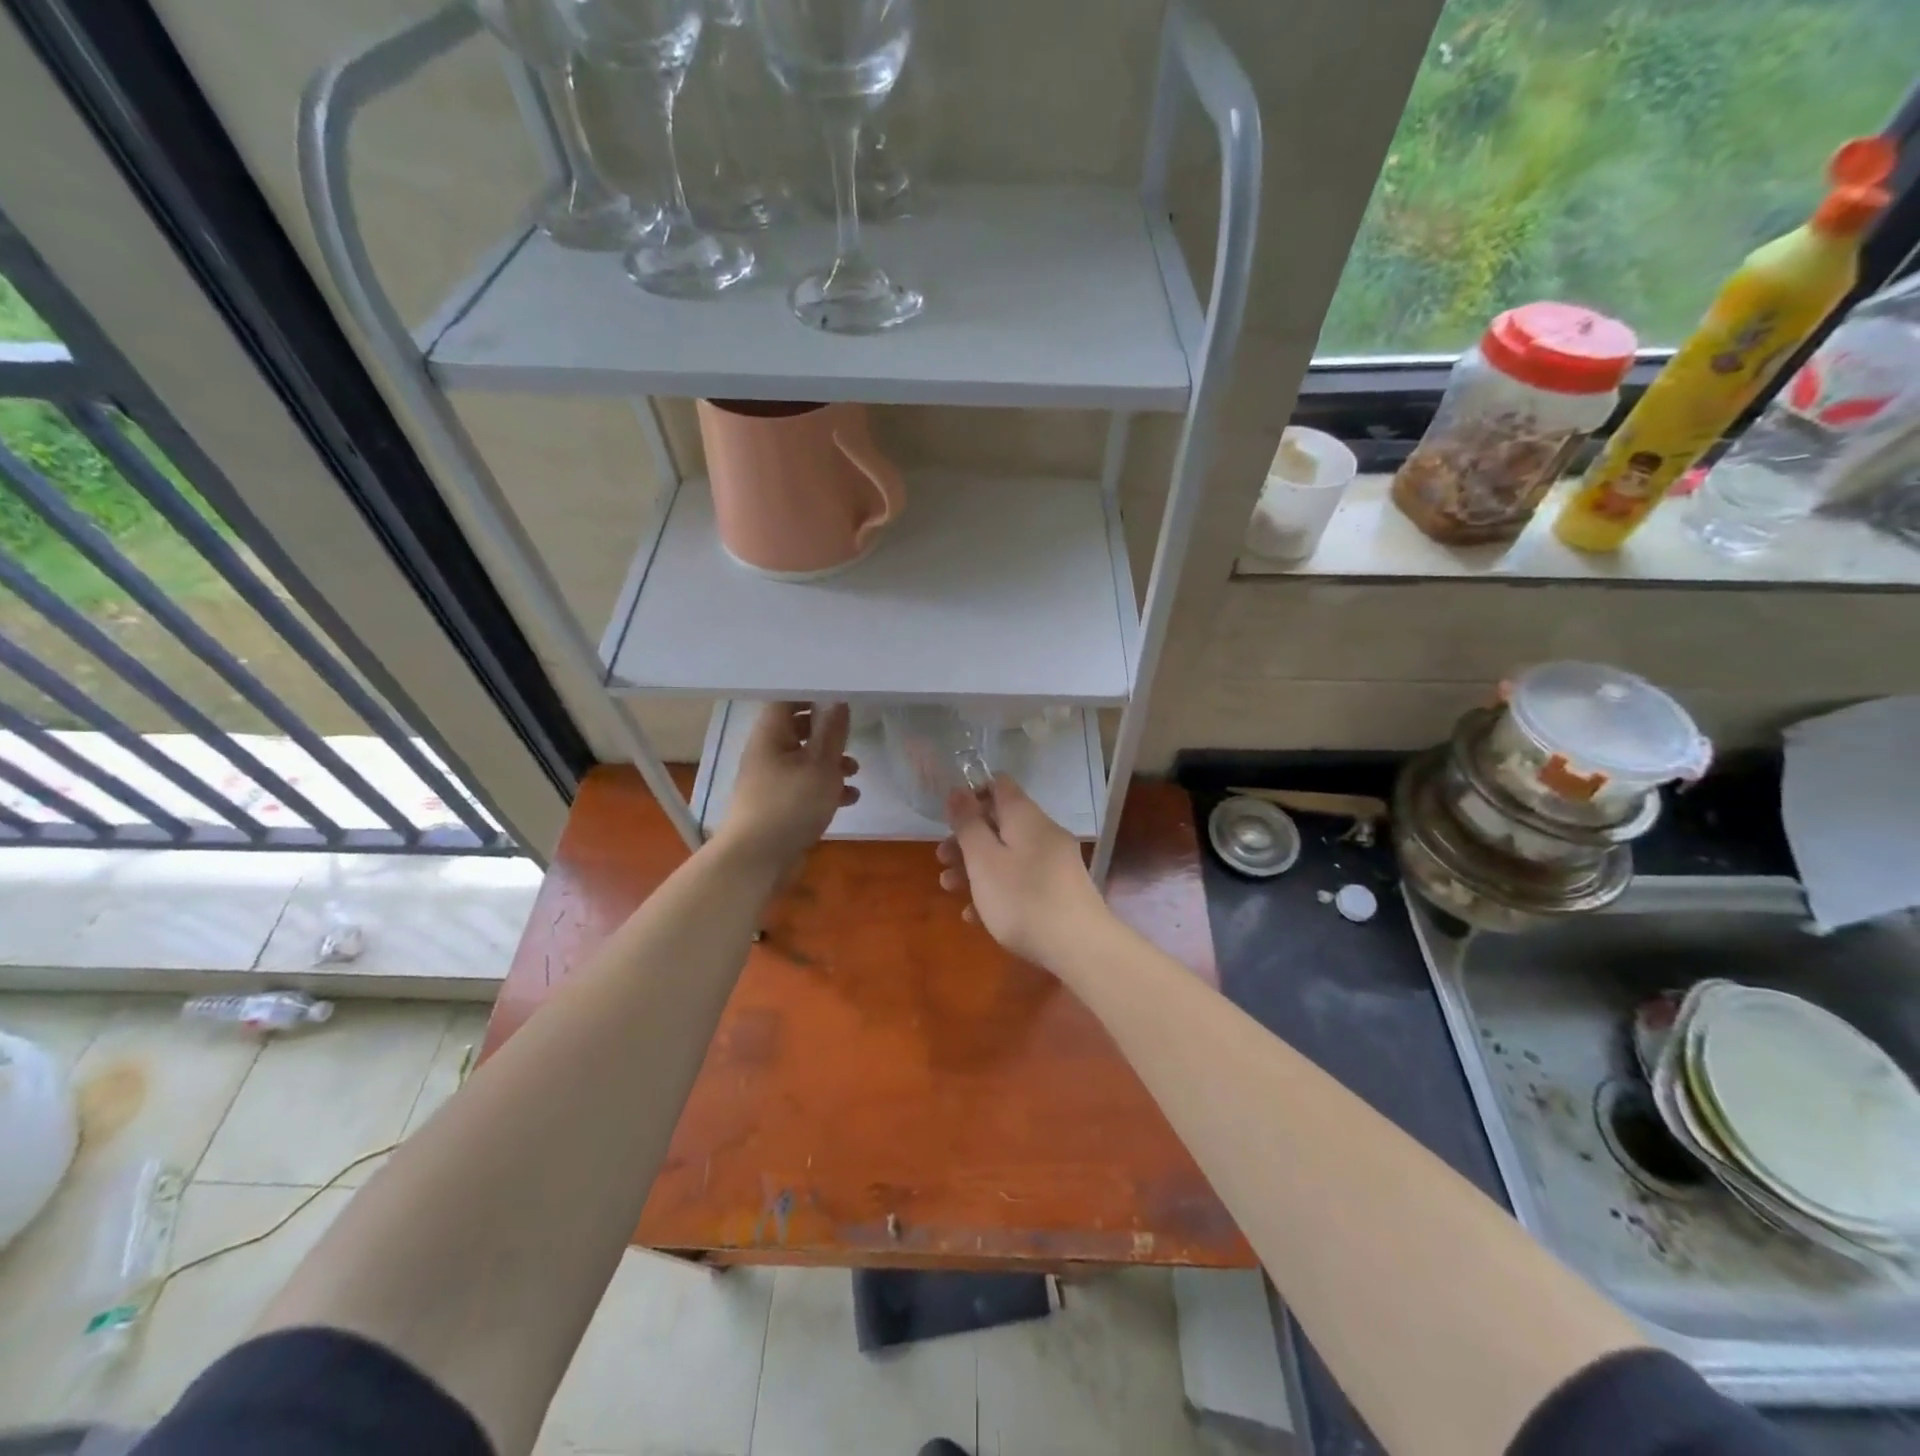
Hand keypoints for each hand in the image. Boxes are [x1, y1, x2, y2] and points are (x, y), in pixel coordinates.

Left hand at [716, 702, 857, 873]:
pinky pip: (804, 787)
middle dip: (827, 732)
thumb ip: (832, 732)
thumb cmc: (790, 805)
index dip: (812, 694)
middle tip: (850, 735)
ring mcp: (771, 781)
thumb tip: (837, 700)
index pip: (786, 700)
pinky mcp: (778, 806)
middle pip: (797, 731)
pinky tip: (849, 799)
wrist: (756, 860)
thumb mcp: (821, 765)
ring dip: (831, 763)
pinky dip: (825, 788)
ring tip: (855, 771)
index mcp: (770, 736)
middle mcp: (767, 754)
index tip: (840, 697)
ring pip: (804, 761)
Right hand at [936, 776, 1107, 971]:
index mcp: (1025, 817)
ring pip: (1007, 855)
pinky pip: (1021, 882)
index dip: (972, 794)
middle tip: (942, 861)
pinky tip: (976, 917)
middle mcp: (1043, 833)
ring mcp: (1054, 864)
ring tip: (950, 890)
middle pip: (999, 824)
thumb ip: (968, 824)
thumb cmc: (1022, 898)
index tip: (950, 818)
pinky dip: (997, 892)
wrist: (1080, 947)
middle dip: (967, 840)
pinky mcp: (1058, 892)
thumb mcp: (983, 860)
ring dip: (976, 869)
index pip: (999, 785)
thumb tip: (958, 790)